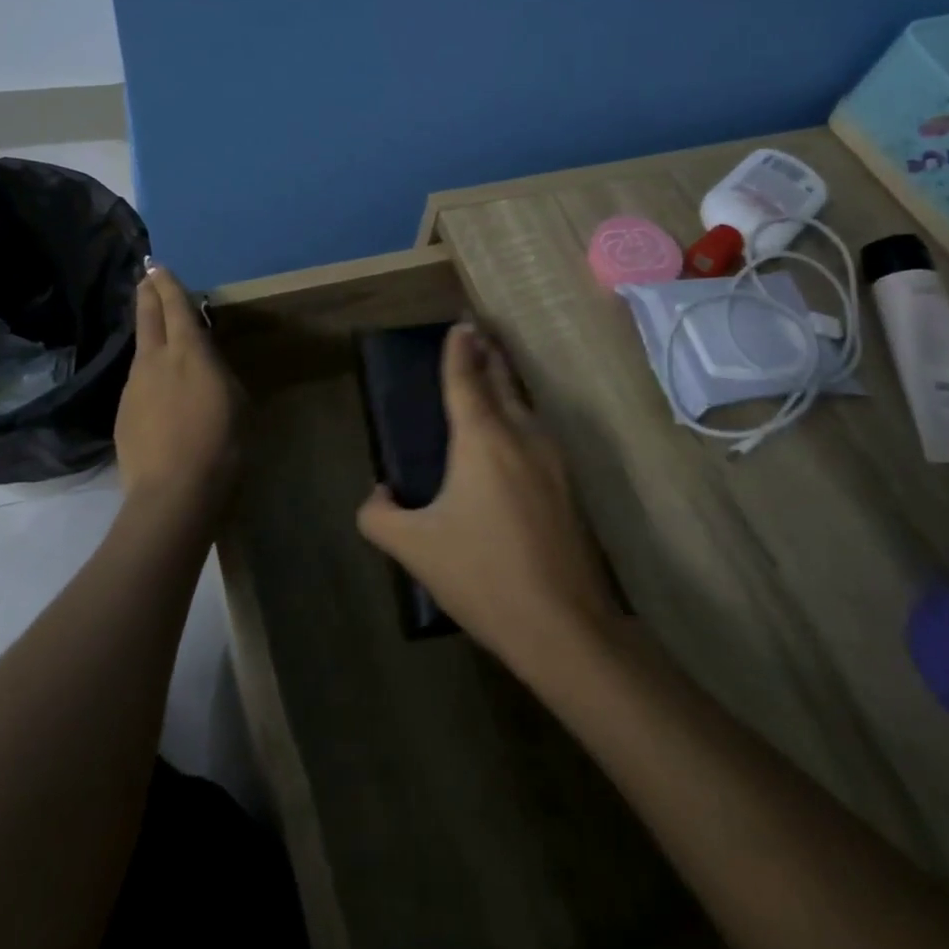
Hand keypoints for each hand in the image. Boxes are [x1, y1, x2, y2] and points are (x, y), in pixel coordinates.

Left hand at [114, 265, 238, 514]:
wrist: (174, 493)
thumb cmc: (221, 444)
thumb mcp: (236, 402)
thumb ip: (218, 374)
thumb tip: (206, 365)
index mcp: (190, 353)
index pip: (176, 308)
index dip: (168, 285)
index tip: (158, 266)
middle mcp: (155, 361)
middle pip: (148, 318)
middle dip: (147, 294)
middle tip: (145, 276)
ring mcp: (134, 387)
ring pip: (140, 350)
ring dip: (147, 335)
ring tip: (154, 330)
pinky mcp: (123, 414)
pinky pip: (137, 382)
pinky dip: (147, 374)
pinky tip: (156, 389)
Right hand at [356, 321, 617, 667]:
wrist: (562, 624)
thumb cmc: (481, 574)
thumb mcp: (414, 547)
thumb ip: (380, 514)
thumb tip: (379, 491)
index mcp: (482, 439)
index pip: (466, 378)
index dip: (459, 349)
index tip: (460, 324)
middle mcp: (521, 435)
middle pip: (503, 382)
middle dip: (488, 356)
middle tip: (478, 335)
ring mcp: (553, 459)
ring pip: (525, 406)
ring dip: (507, 384)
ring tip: (492, 375)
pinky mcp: (569, 486)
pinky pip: (538, 433)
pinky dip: (520, 416)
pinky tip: (514, 435)